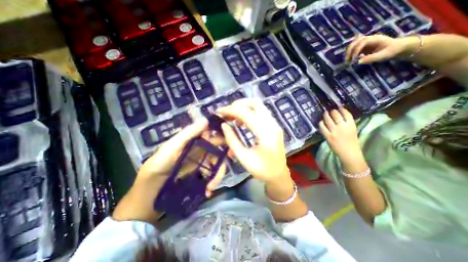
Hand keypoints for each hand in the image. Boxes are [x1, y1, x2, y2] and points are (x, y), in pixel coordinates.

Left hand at [137, 118, 225, 197]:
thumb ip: (188, 134)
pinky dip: (213, 181)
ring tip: (211, 187)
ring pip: (217, 163)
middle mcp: (200, 147)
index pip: (213, 134)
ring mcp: (201, 160)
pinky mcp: (201, 171)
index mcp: (194, 139)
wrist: (151, 190)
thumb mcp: (171, 148)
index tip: (232, 146)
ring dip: (218, 174)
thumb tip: (206, 120)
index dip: (224, 138)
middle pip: (219, 150)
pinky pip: (212, 173)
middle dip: (223, 160)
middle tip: (221, 174)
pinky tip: (208, 190)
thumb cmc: (159, 165)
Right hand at [218, 99, 290, 183]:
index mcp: (265, 134)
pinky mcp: (273, 125)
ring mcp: (274, 124)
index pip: (246, 114)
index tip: (218, 112)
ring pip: (258, 106)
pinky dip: (248, 113)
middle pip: (255, 103)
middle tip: (227, 113)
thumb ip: (232, 140)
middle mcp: (272, 124)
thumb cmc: (262, 169)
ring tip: (232, 117)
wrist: (278, 174)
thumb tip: (223, 125)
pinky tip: (241, 122)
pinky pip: (260, 112)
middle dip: (238, 104)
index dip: (230, 110)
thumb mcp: (244, 158)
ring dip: (243, 108)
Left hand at [320, 108, 362, 163]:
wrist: (349, 153)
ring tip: (325, 113)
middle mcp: (343, 126)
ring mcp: (334, 131)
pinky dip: (321, 123)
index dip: (341, 109)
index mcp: (351, 125)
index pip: (346, 114)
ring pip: (328, 120)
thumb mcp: (353, 130)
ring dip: (325, 115)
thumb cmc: (352, 142)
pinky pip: (322, 127)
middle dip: (332, 111)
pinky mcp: (328, 136)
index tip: (338, 107)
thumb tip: (340, 116)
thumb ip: (347, 123)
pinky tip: (321, 122)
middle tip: (330, 110)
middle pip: (336, 115)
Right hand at [345, 34, 418, 63]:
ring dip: (348, 52)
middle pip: (355, 41)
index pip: (362, 42)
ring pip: (353, 44)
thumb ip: (372, 58)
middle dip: (349, 51)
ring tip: (348, 60)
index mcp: (375, 39)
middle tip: (347, 60)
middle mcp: (369, 39)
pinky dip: (350, 53)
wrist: (398, 47)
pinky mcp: (363, 47)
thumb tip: (358, 62)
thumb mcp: (384, 55)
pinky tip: (351, 59)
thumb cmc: (392, 51)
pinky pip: (354, 48)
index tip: (354, 59)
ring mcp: (366, 43)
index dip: (356, 50)